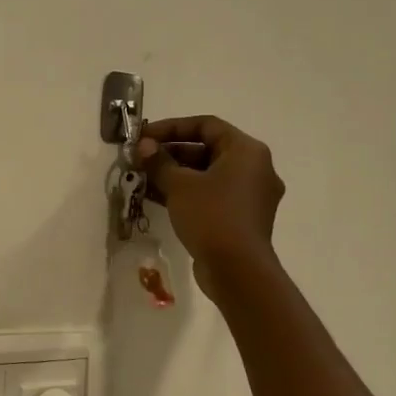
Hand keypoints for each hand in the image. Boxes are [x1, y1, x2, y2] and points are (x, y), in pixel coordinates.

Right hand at [136, 115, 283, 295]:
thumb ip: (159, 161)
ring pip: (207, 174)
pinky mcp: (242, 217)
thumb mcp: (179, 185)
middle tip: (141, 158)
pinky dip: (187, 192)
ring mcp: (250, 195)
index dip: (171, 127)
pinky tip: (156, 198)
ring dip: (175, 174)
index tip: (144, 136)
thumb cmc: (211, 216)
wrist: (238, 270)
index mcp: (246, 151)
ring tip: (142, 178)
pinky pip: (211, 194)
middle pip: (207, 149)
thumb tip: (143, 146)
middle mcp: (254, 168)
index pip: (206, 125)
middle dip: (170, 152)